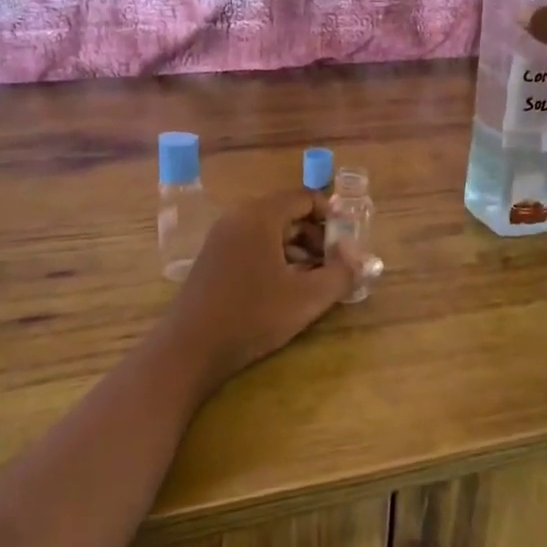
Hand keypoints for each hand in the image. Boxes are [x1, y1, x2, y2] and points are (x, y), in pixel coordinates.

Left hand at [154, 189, 357, 392]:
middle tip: (336, 264)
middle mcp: (239, 217)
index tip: (348, 242)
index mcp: (260, 215)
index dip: (332, 215)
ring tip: (316, 280)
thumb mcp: (307, 298)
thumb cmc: (252, 317)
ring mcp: (221, 237)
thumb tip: (357, 257)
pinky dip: (275, 258)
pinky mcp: (213, 258)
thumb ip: (341, 274)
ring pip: (271, 231)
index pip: (305, 197)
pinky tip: (286, 288)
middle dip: (317, 236)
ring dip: (298, 249)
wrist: (189, 349)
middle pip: (288, 213)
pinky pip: (253, 245)